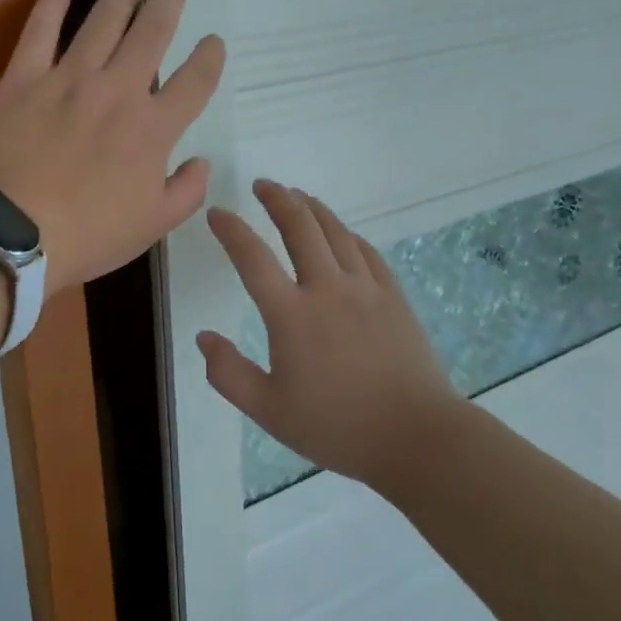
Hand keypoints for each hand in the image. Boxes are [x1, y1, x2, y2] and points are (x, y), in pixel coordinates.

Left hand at [0, 0, 225, 292]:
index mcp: (153, 128)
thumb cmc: (88, 234)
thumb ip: (186, 192)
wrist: (12, 233)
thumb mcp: (152, 226)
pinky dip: (52, 3)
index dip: (208, 58)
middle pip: (152, 34)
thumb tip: (202, 162)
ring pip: (103, 22)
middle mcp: (118, 90)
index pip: (194, 81)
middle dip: (169, 4)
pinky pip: (40, 30)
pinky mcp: (25, 78)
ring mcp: (69, 79)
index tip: (213, 42)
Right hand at [200, 182, 460, 489]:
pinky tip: (341, 233)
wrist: (416, 436)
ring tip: (297, 195)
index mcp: (291, 314)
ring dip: (312, 207)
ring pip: (335, 231)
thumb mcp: (269, 411)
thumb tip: (204, 337)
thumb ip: (229, 374)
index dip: (231, 230)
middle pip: (299, 226)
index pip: (252, 257)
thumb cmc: (337, 426)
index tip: (217, 212)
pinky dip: (346, 233)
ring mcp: (364, 288)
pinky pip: (365, 251)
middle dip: (277, 199)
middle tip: (263, 185)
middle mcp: (327, 288)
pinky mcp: (392, 295)